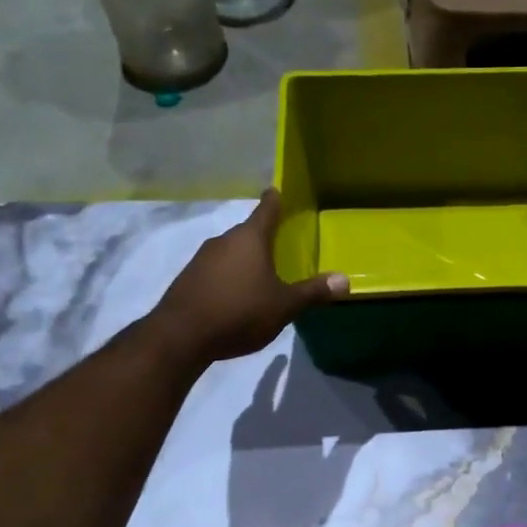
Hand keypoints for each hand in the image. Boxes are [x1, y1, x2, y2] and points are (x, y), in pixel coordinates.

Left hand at [152, 191, 348, 364]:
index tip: (279, 191)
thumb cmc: (239, 312)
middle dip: (264, 237)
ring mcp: (202, 258)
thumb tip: (345, 279)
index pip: (267, 208)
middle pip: (248, 231)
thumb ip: (313, 292)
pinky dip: (228, 276)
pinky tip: (236, 296)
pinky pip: (216, 270)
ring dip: (245, 260)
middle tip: (281, 246)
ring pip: (231, 251)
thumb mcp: (284, 306)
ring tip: (261, 276)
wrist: (181, 336)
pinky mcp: (188, 278)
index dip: (275, 199)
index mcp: (250, 238)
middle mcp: (224, 240)